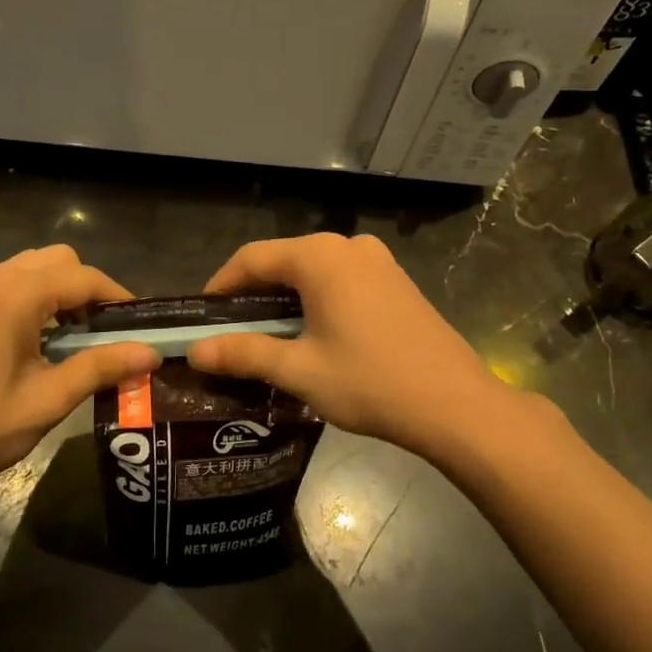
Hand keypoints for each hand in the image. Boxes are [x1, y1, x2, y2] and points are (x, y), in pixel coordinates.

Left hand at [0, 246, 158, 515]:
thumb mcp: (47, 399)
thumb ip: (101, 367)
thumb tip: (150, 352)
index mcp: (13, 294)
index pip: (82, 277)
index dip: (118, 297)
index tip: (141, 324)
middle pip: (57, 261)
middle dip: (88, 289)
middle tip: (106, 332)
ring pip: (32, 268)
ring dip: (61, 292)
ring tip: (76, 338)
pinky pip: (8, 283)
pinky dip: (34, 298)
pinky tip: (39, 339)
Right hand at [187, 233, 511, 459]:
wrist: (455, 404)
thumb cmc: (370, 382)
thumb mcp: (299, 370)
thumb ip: (244, 354)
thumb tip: (196, 351)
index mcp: (320, 257)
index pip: (252, 258)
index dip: (221, 286)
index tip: (202, 318)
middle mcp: (349, 246)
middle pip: (284, 261)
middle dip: (253, 294)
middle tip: (231, 333)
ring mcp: (379, 261)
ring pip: (314, 271)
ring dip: (286, 298)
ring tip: (268, 337)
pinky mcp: (397, 282)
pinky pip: (342, 280)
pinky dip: (318, 300)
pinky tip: (314, 334)